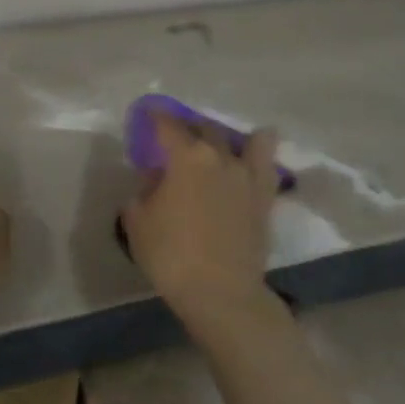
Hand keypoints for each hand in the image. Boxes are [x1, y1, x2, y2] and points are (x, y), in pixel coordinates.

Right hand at [121, 112, 279, 315]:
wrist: (220, 291)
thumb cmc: (170, 255)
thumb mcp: (138, 221)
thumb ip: (144, 190)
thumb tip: (156, 176)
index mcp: (186, 157)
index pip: (168, 125)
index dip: (155, 115)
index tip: (148, 112)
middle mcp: (220, 156)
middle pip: (204, 128)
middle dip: (187, 127)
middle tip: (175, 136)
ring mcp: (247, 175)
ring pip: (241, 139)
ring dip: (223, 137)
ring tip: (214, 145)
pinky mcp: (265, 196)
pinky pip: (266, 162)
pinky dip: (258, 152)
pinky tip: (251, 154)